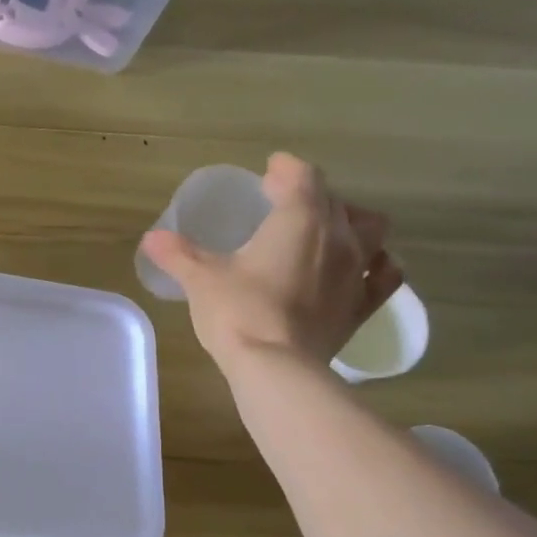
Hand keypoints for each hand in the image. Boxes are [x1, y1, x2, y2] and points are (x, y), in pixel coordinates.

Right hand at [141, 153, 402, 372]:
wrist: (275, 367)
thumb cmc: (237, 312)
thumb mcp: (200, 279)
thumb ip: (178, 253)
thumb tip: (151, 238)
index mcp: (299, 219)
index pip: (302, 177)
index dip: (286, 169)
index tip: (270, 171)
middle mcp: (338, 236)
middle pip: (334, 200)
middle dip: (310, 196)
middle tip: (283, 205)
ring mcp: (357, 271)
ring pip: (370, 229)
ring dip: (350, 222)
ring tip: (327, 231)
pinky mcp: (362, 305)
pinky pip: (384, 274)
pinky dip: (377, 263)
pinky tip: (362, 267)